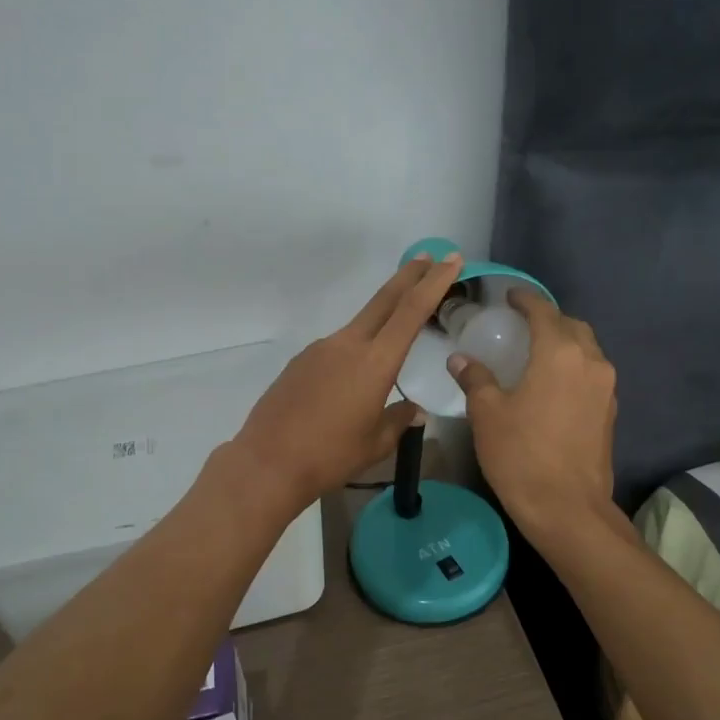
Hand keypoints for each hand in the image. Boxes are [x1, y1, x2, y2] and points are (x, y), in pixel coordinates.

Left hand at [231, 252, 466, 511]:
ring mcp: (320, 349)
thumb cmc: (330, 456)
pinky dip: (354, 352)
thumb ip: (398, 420)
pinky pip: (336, 349)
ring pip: (359, 326)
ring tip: (394, 340)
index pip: (411, 311)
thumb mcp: (375, 443)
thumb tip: (414, 409)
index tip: (451, 261)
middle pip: (384, 300)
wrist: (268, 462)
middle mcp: (347, 345)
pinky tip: (349, 383)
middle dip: (410, 276)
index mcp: (375, 362)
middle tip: (431, 257)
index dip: (434, 283)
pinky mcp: (300, 362)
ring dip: (381, 320)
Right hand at [448, 289, 617, 534]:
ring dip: (565, 343)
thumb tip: (460, 359)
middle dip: (549, 319)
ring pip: (587, 349)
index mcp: (559, 354)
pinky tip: (553, 384)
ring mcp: (605, 388)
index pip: (543, 311)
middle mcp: (590, 362)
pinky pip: (592, 373)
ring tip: (537, 353)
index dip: (525, 299)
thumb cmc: (521, 455)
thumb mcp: (488, 414)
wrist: (568, 509)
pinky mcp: (610, 411)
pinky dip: (574, 367)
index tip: (510, 295)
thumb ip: (475, 379)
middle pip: (572, 325)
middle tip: (522, 325)